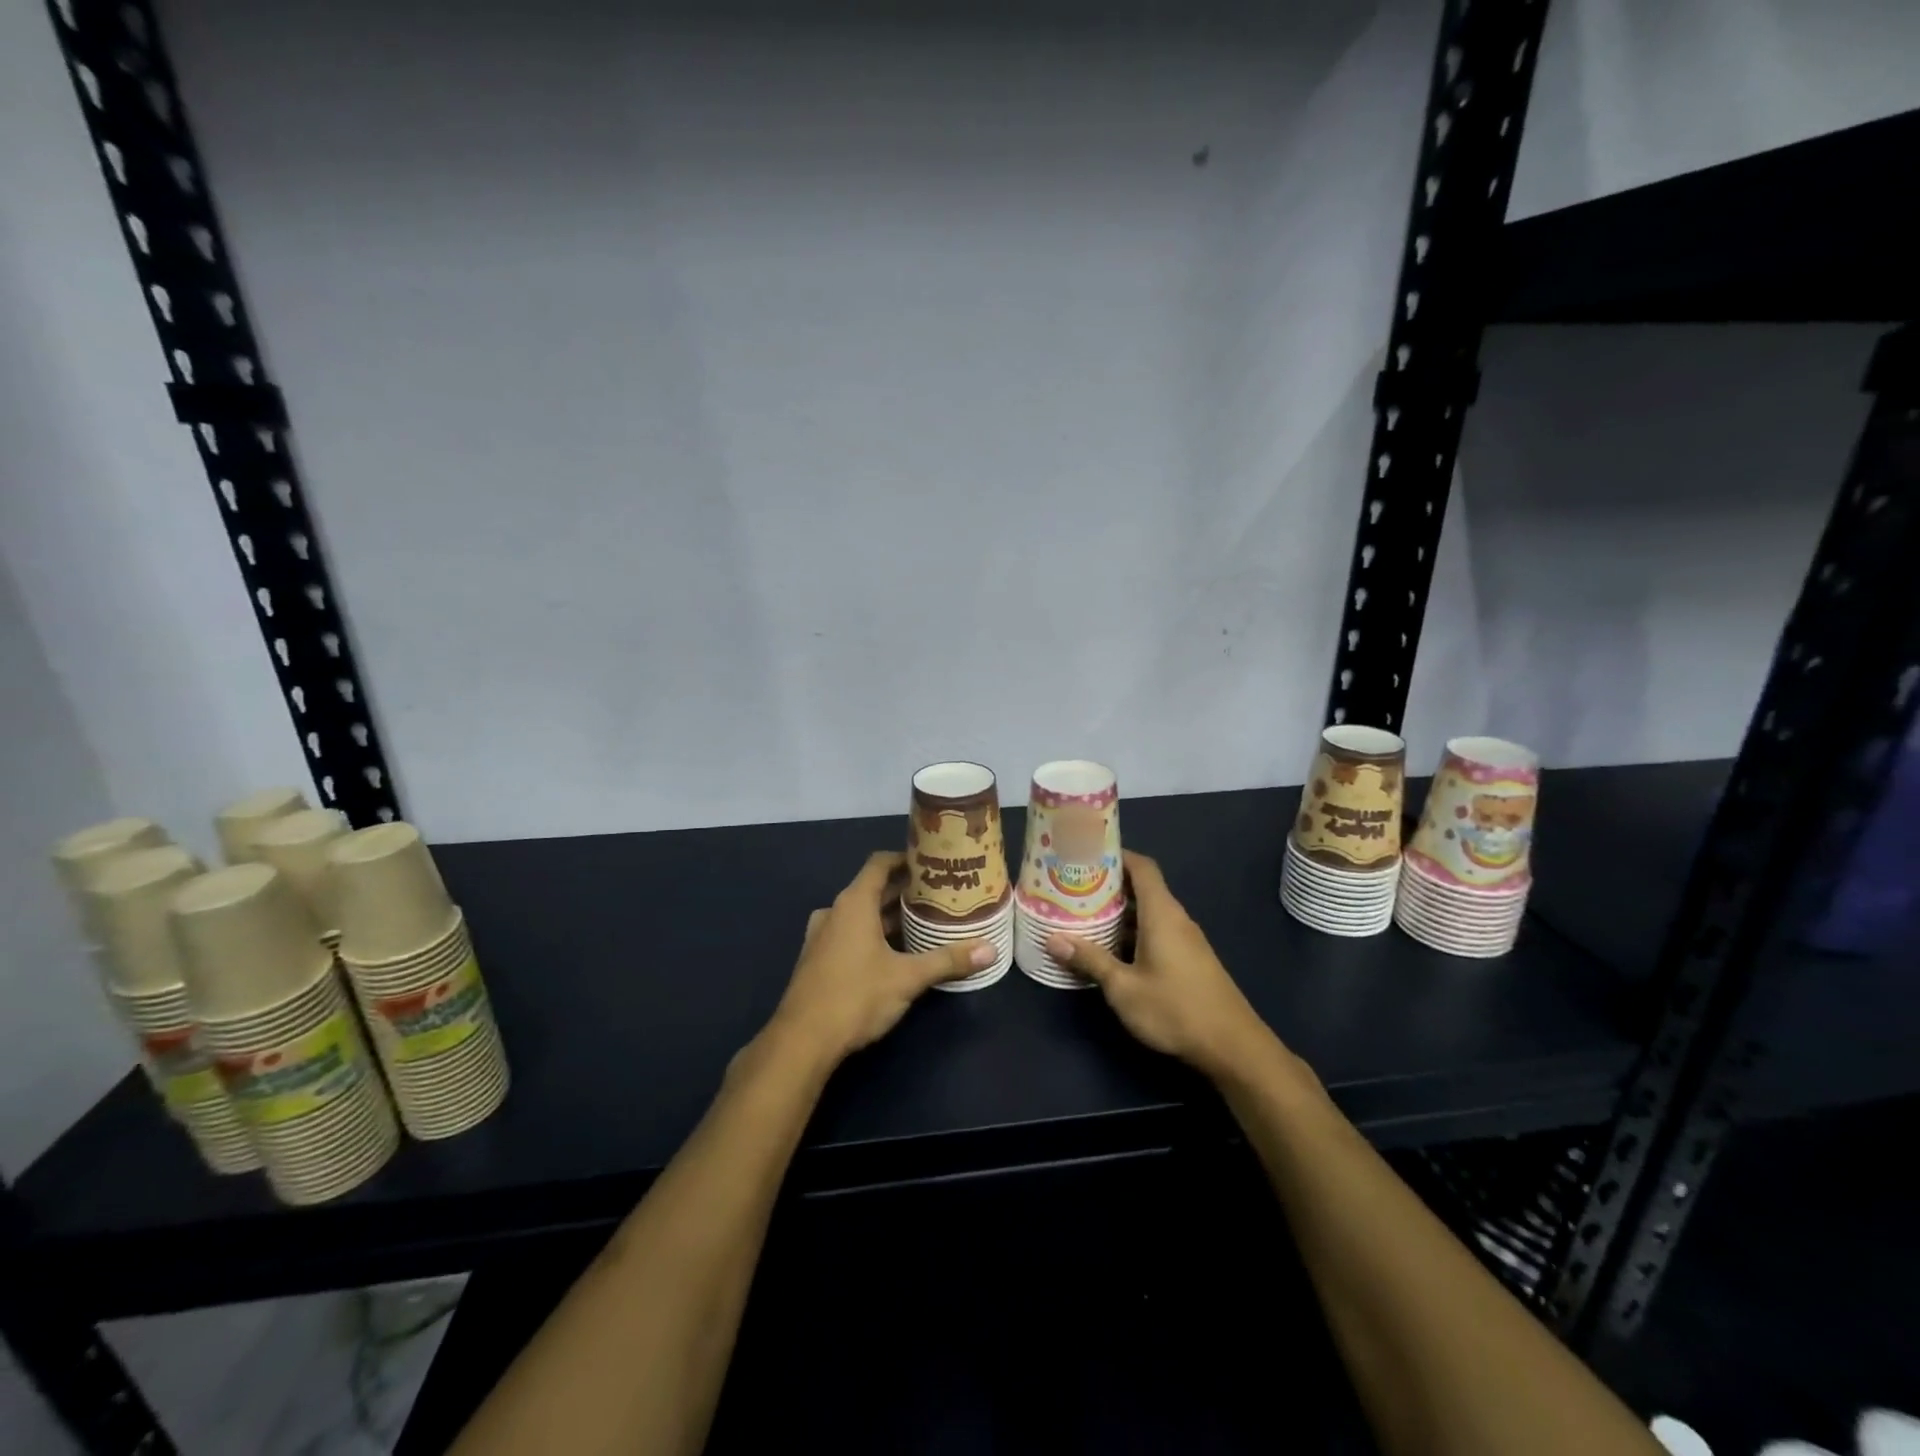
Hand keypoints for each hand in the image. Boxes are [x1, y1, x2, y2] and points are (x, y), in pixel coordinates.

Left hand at [768, 851, 995, 1066]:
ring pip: (860, 914)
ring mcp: (822, 936)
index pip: (879, 864)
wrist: (802, 1041)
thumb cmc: (855, 996)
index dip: (904, 859)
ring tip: (923, 922)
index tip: (931, 862)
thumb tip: (990, 950)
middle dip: (903, 891)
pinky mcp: (818, 960)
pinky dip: (872, 934)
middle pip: (871, 889)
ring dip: (888, 916)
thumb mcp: (907, 978)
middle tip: (938, 895)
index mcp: (853, 903)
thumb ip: (948, 961)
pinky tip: (895, 952)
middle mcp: (835, 912)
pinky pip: (849, 933)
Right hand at [1046, 851, 1277, 1081]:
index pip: (1142, 866)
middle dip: (1109, 885)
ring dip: (1119, 912)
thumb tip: (1052, 938)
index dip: (1117, 855)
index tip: (1086, 854)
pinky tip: (1110, 948)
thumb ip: (1090, 960)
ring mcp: (1185, 940)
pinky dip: (1132, 931)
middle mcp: (1175, 918)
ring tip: (1083, 914)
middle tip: (1073, 887)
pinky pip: (1156, 931)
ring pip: (1148, 912)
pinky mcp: (1189, 959)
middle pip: (1142, 888)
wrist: (1232, 1047)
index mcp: (1162, 913)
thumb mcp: (1123, 987)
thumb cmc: (1175, 1009)